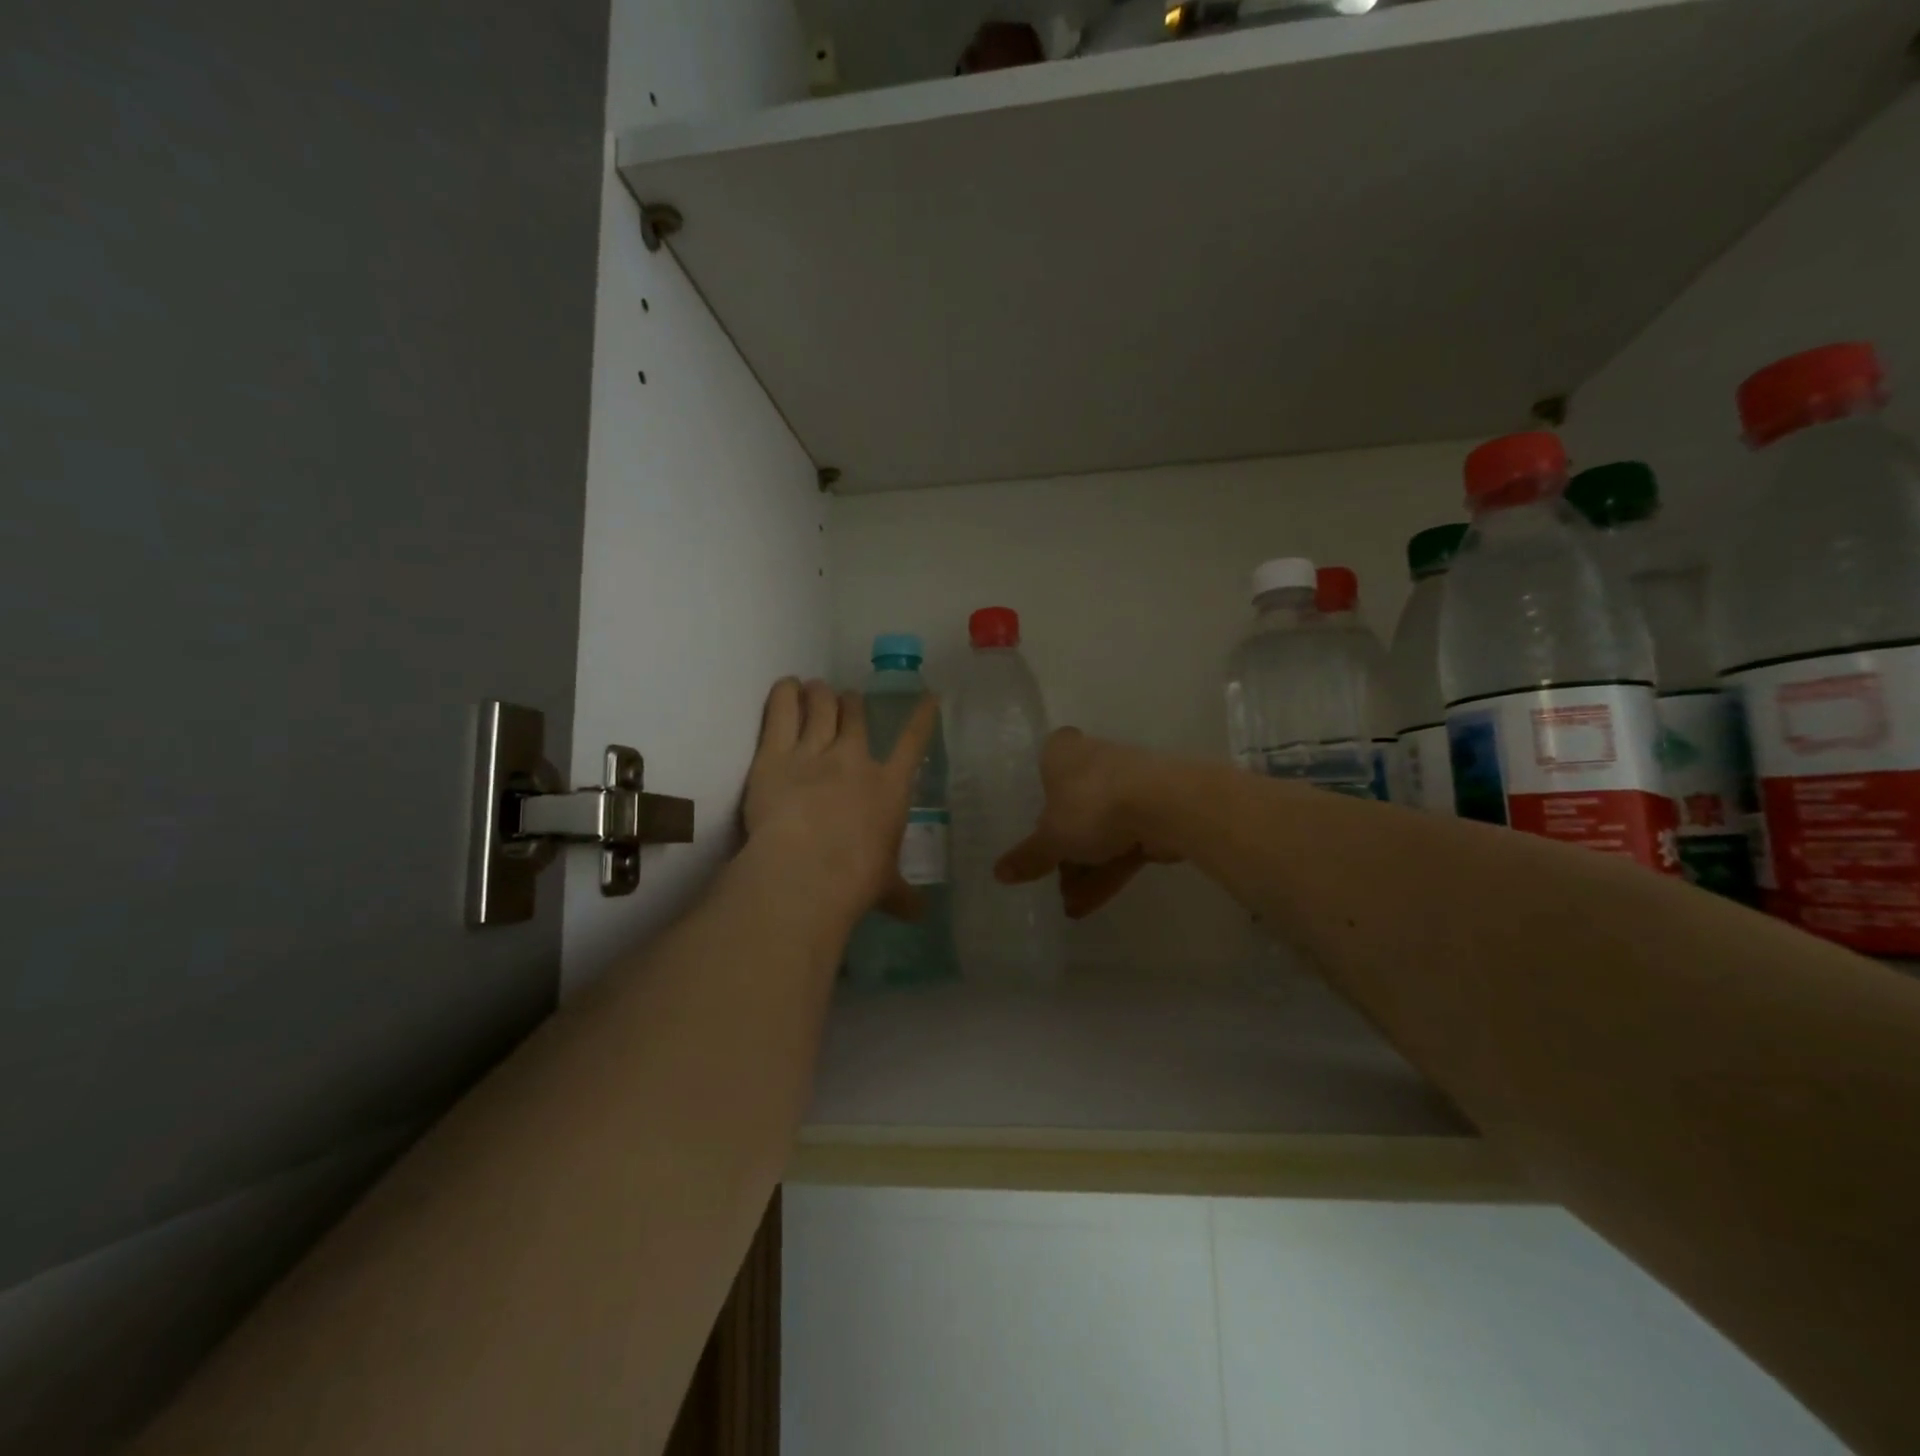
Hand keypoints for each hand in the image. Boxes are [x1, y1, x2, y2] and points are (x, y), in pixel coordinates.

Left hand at [744, 678, 936, 924]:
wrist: (806, 872)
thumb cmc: (856, 881)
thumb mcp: (886, 888)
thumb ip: (902, 895)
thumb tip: (920, 915)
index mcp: (889, 787)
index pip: (913, 743)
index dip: (922, 717)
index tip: (928, 697)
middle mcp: (854, 760)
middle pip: (855, 715)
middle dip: (852, 703)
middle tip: (846, 700)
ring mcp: (813, 752)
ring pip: (820, 706)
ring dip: (819, 694)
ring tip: (815, 688)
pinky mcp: (773, 755)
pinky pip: (780, 712)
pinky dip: (784, 694)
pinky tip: (785, 686)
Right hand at [993, 729, 1182, 919]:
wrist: (1166, 805)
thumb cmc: (1092, 804)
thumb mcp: (1052, 837)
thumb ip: (1029, 856)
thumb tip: (999, 873)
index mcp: (1063, 753)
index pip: (1045, 762)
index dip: (1040, 792)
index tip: (1034, 821)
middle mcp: (1095, 761)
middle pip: (1072, 806)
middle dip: (1063, 848)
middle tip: (1049, 878)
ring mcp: (1128, 787)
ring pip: (1099, 830)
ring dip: (1084, 868)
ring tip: (1069, 906)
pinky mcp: (1153, 813)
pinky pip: (1122, 844)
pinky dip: (1107, 872)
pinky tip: (1089, 905)